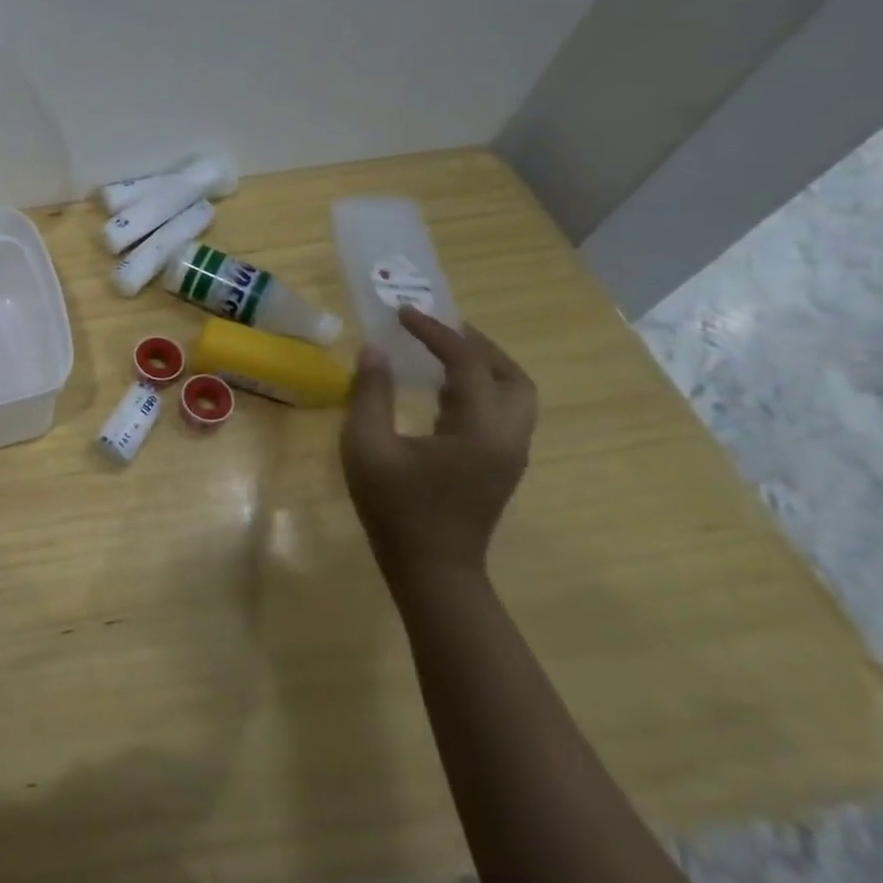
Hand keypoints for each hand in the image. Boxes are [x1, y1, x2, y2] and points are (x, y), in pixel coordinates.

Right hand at [339, 307, 536, 587]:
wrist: (431, 568)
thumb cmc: (395, 507)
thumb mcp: (367, 447)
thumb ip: (371, 394)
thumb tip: (374, 349)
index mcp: (481, 430)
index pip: (468, 364)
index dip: (436, 332)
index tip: (403, 313)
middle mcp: (508, 437)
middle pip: (512, 376)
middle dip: (476, 345)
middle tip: (435, 328)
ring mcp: (509, 453)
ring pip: (515, 395)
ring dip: (483, 366)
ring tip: (441, 351)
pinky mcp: (500, 465)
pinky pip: (502, 412)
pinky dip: (479, 387)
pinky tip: (443, 388)